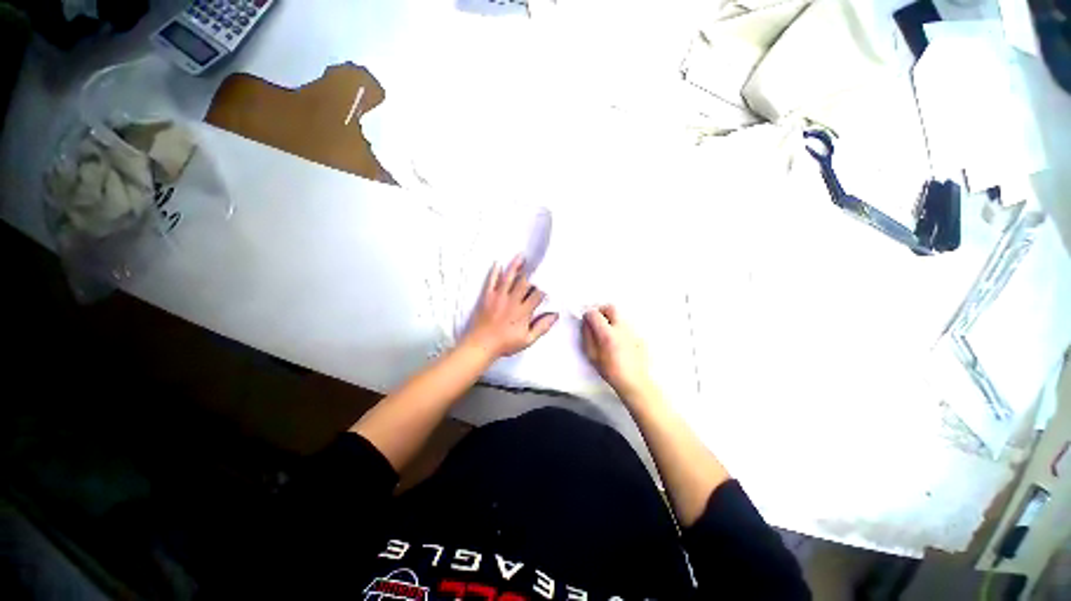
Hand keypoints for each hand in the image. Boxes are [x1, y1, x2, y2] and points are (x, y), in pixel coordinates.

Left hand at [463, 255, 558, 359]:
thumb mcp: (528, 340)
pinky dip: (495, 272)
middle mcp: (512, 301)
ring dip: (515, 266)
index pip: (537, 294)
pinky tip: (498, 263)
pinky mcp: (487, 297)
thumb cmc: (505, 344)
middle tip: (537, 261)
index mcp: (523, 311)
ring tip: (521, 256)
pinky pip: (491, 281)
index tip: (549, 279)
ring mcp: (498, 297)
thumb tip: (555, 315)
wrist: (481, 345)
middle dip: (531, 271)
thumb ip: (542, 327)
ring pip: (508, 278)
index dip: (544, 286)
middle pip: (524, 282)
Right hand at [582, 305, 654, 399]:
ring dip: (611, 318)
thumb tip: (586, 323)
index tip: (586, 320)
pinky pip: (626, 325)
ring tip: (607, 331)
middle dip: (601, 310)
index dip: (588, 315)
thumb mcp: (592, 355)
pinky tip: (618, 340)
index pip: (595, 313)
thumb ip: (587, 336)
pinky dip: (619, 327)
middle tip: (597, 319)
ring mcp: (631, 330)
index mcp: (607, 334)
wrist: (633, 381)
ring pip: (619, 316)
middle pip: (610, 307)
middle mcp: (620, 328)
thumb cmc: (610, 370)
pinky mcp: (638, 335)